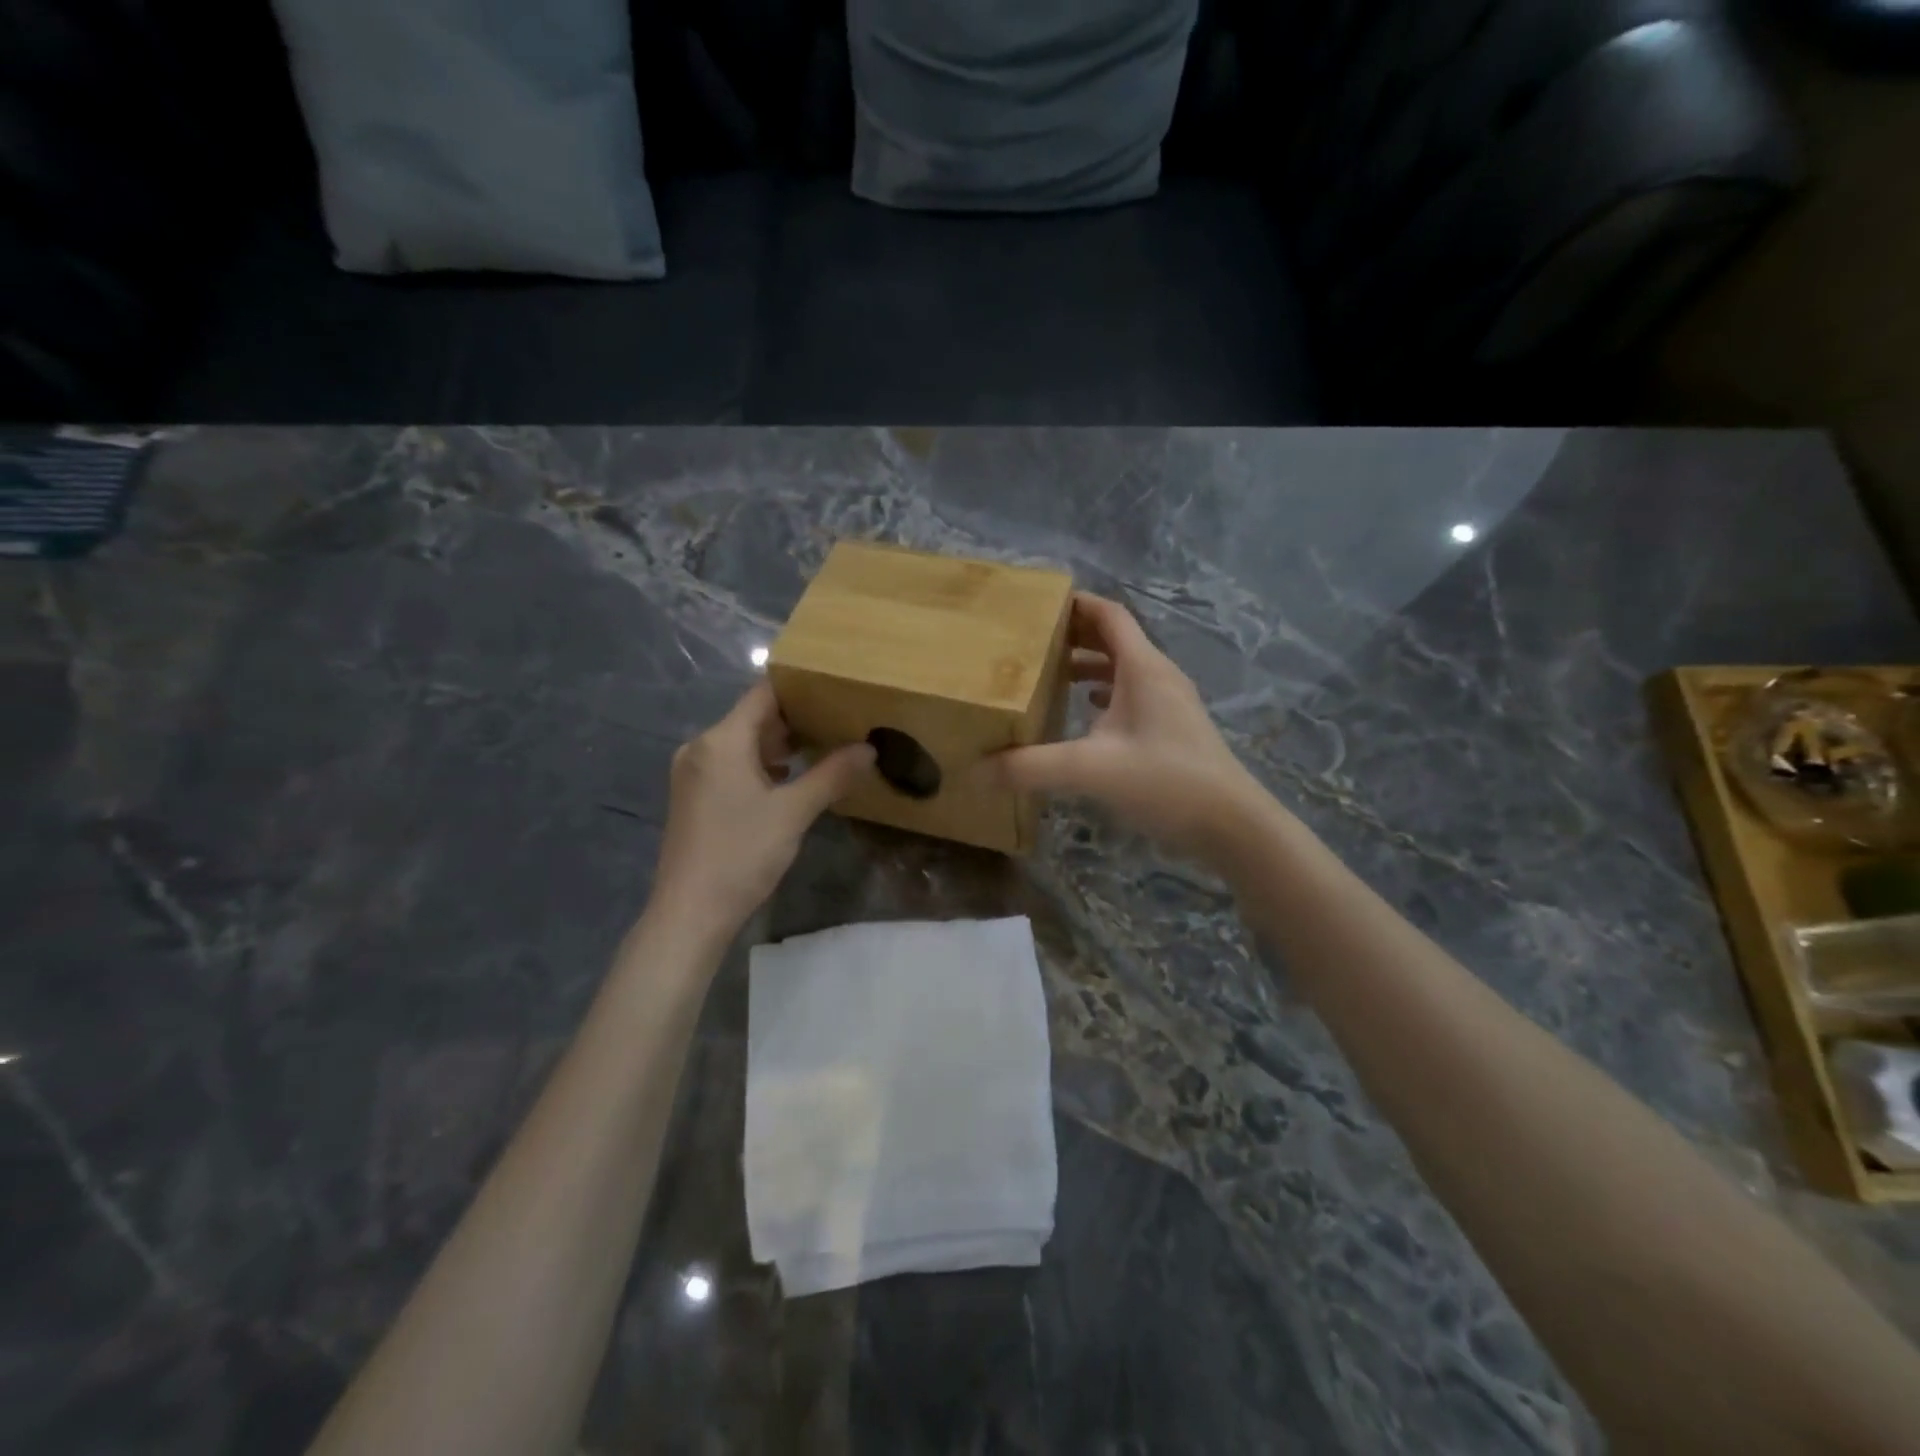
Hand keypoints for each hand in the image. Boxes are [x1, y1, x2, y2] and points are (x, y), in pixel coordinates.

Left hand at [648, 682, 874, 940]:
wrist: (690, 912)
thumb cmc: (741, 854)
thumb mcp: (794, 812)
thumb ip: (832, 775)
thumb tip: (869, 749)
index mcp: (721, 741)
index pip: (763, 695)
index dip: (798, 687)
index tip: (834, 685)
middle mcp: (701, 748)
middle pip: (753, 718)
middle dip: (795, 718)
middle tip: (839, 718)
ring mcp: (694, 773)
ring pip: (742, 744)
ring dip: (779, 745)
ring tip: (823, 745)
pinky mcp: (694, 797)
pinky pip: (732, 765)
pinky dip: (761, 766)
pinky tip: (790, 778)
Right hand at [986, 592, 1265, 862]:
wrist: (1231, 824)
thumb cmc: (1165, 782)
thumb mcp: (1090, 770)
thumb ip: (1031, 767)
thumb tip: (977, 768)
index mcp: (1143, 667)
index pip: (1108, 614)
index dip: (1075, 604)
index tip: (1037, 606)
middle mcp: (1158, 675)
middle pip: (1115, 638)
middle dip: (1075, 635)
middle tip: (1032, 642)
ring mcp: (1170, 702)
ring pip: (1125, 668)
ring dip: (1090, 665)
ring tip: (1052, 674)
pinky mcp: (1174, 728)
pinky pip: (1134, 695)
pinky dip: (1106, 694)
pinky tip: (1086, 713)